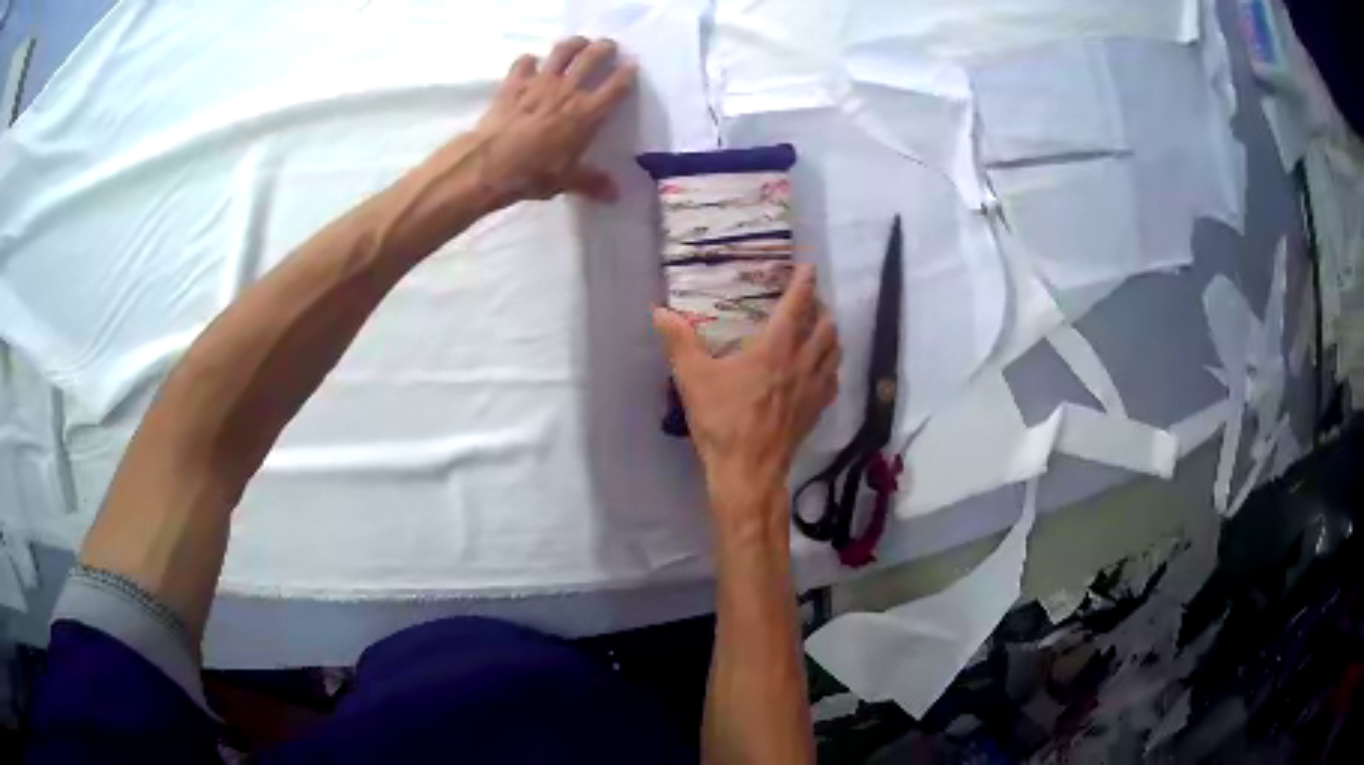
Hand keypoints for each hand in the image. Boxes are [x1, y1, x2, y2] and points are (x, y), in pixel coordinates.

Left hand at [470, 37, 636, 207]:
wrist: (488, 164)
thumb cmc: (532, 173)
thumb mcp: (566, 181)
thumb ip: (591, 182)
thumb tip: (615, 196)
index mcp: (588, 113)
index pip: (617, 85)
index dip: (627, 73)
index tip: (632, 67)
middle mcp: (568, 90)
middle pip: (592, 57)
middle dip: (604, 48)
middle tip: (608, 47)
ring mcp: (540, 82)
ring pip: (562, 51)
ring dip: (573, 44)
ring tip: (578, 44)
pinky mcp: (514, 83)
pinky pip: (525, 62)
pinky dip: (530, 61)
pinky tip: (531, 64)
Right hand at [653, 265, 840, 522]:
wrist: (749, 470)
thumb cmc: (722, 421)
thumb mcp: (693, 378)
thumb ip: (678, 341)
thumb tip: (659, 311)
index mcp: (775, 348)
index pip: (797, 305)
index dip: (804, 282)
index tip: (808, 266)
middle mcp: (802, 362)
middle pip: (826, 325)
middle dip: (820, 308)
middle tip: (808, 302)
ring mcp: (814, 388)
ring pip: (835, 351)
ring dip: (830, 334)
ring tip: (819, 329)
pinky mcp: (817, 410)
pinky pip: (833, 379)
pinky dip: (830, 366)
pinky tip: (820, 370)